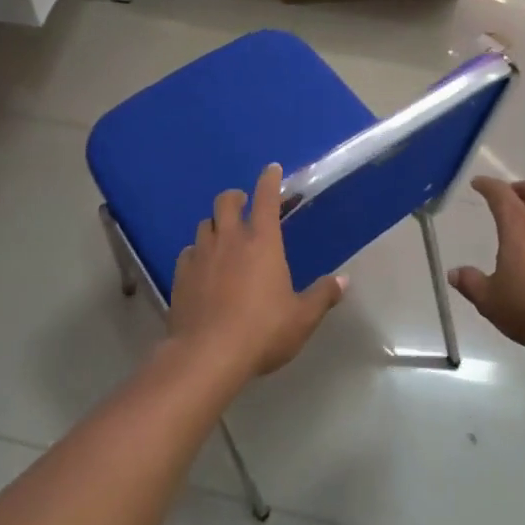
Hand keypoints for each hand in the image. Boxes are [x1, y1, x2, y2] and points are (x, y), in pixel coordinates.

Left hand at [167, 164, 347, 382]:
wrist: (207, 355)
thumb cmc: (262, 331)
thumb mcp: (301, 318)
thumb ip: (322, 296)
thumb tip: (343, 281)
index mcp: (262, 242)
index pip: (266, 198)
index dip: (269, 180)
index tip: (272, 169)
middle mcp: (229, 239)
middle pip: (226, 201)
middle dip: (236, 197)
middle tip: (243, 204)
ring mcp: (201, 255)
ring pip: (204, 224)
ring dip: (215, 224)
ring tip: (222, 236)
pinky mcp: (180, 275)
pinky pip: (188, 252)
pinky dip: (196, 253)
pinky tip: (201, 267)